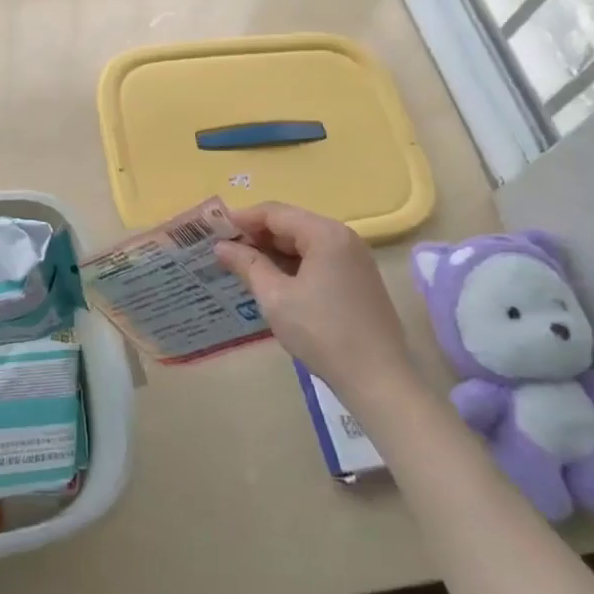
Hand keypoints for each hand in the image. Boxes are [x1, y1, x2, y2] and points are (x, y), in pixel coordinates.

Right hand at [214, 202, 420, 417]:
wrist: (378, 381)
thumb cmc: (321, 333)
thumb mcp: (275, 297)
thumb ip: (247, 264)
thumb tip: (221, 246)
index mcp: (325, 234)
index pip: (275, 213)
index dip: (242, 219)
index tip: (214, 232)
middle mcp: (344, 237)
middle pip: (292, 224)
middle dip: (257, 236)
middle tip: (225, 251)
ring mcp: (355, 259)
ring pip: (305, 243)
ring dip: (274, 251)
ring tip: (244, 267)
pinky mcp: (359, 280)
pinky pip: (319, 260)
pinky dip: (294, 265)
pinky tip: (275, 282)